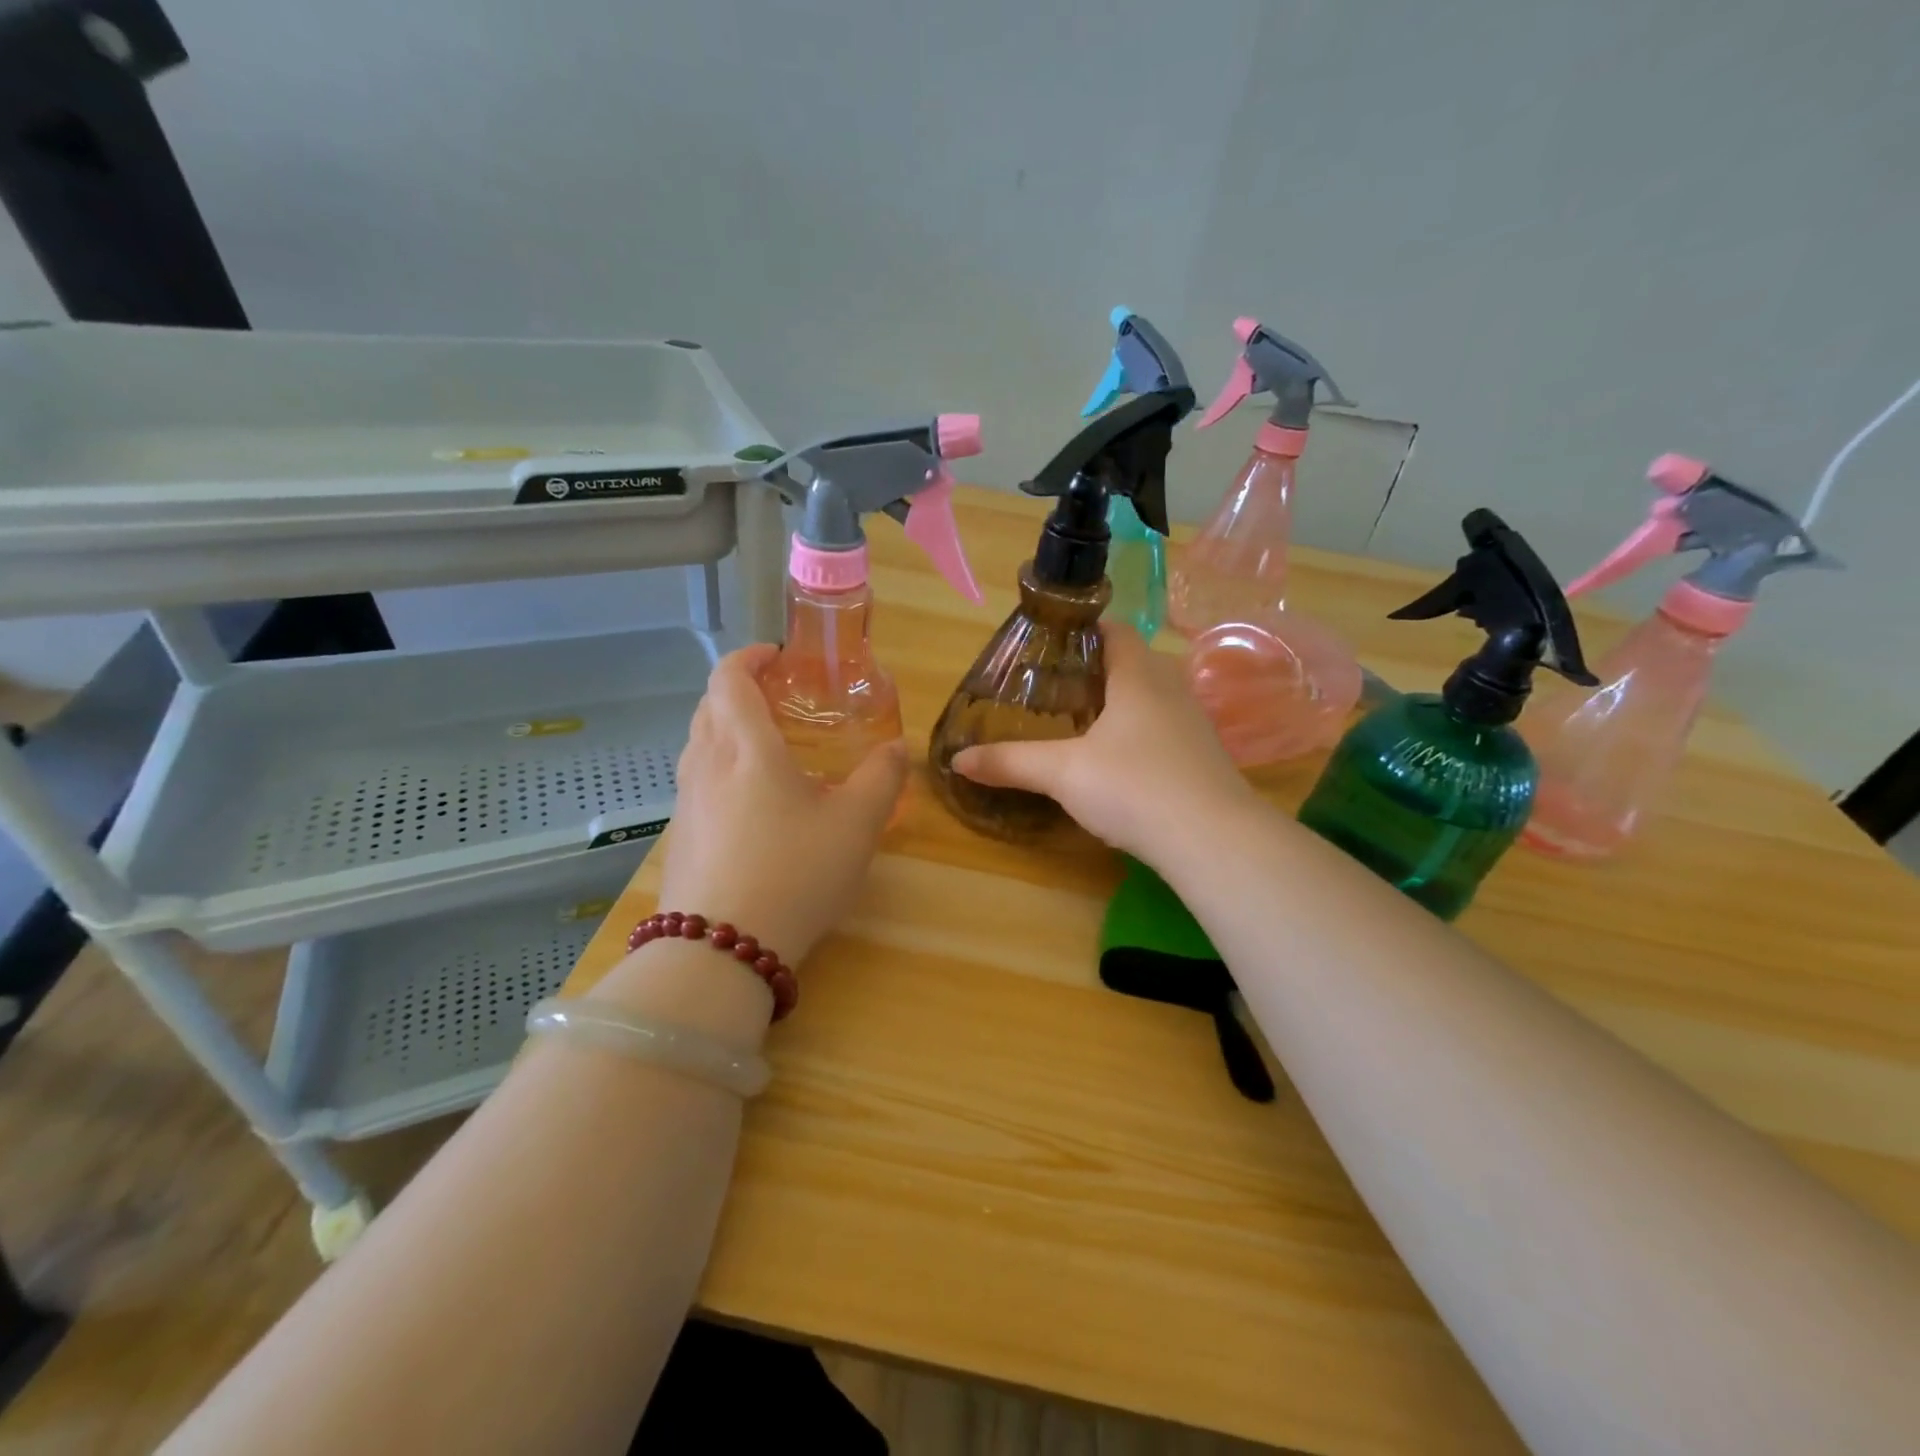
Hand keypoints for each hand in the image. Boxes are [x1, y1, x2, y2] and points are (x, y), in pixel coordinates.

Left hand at [655, 644, 907, 965]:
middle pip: (710, 705)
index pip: (730, 676)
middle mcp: (705, 763)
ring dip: (729, 730)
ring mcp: (685, 801)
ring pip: (700, 743)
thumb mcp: (856, 825)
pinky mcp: (679, 837)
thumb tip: (897, 748)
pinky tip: (753, 806)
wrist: (721, 952)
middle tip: (784, 702)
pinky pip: (698, 781)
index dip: (752, 657)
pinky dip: (722, 769)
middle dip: (742, 690)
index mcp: (745, 746)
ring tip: (771, 750)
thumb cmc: (795, 873)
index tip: (780, 658)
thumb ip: (882, 778)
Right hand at [952, 624, 1253, 858]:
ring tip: (1080, 723)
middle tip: (1053, 690)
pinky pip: (1163, 728)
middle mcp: (1171, 687)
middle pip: (1131, 661)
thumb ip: (1010, 762)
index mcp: (1138, 674)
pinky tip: (1118, 762)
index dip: (1081, 630)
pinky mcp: (1203, 756)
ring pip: (1150, 696)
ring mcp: (1193, 722)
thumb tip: (957, 760)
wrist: (1212, 840)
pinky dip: (1137, 733)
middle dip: (1093, 670)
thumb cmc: (1134, 787)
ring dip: (1118, 703)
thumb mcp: (1062, 773)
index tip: (1048, 647)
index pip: (1113, 629)